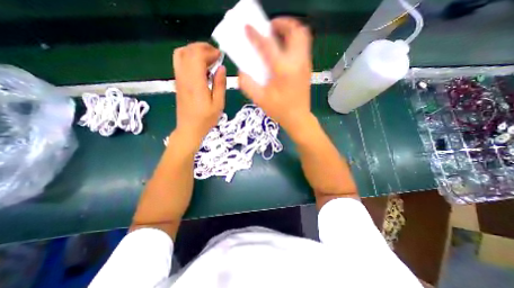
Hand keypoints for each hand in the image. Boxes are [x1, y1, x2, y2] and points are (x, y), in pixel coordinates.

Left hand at [173, 42, 224, 143]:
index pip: (197, 56)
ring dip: (194, 51)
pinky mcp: (178, 82)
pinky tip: (201, 67)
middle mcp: (184, 77)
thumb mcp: (218, 104)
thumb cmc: (206, 119)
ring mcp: (179, 79)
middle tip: (215, 55)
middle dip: (202, 47)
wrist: (189, 129)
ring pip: (181, 54)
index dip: (209, 51)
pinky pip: (180, 63)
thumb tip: (221, 68)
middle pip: (188, 51)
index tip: (220, 56)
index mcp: (195, 83)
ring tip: (208, 58)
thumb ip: (220, 85)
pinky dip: (190, 58)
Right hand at [238, 18, 312, 132]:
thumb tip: (241, 72)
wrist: (298, 118)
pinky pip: (304, 45)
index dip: (255, 35)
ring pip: (303, 35)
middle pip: (295, 30)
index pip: (268, 45)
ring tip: (277, 36)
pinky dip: (294, 40)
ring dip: (290, 30)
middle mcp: (297, 62)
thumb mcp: (259, 99)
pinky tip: (284, 50)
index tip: (248, 27)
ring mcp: (305, 64)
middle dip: (281, 23)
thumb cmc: (279, 110)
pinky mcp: (307, 68)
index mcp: (283, 70)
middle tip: (269, 29)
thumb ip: (247, 84)